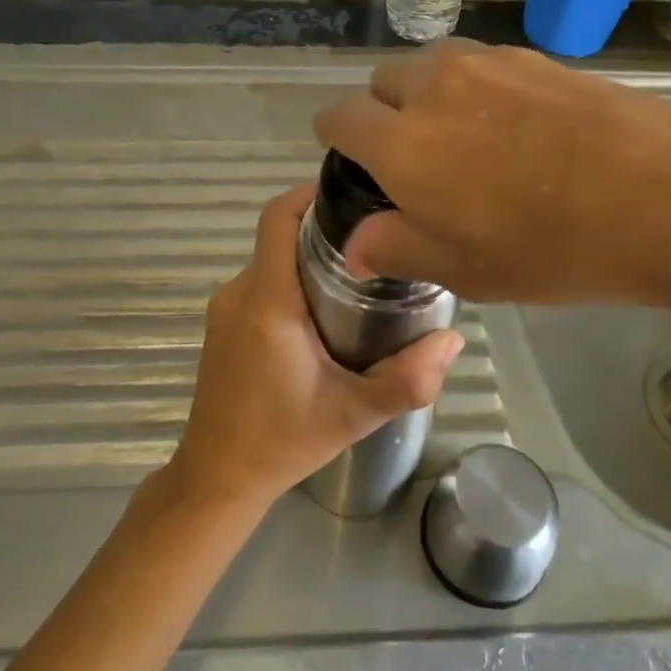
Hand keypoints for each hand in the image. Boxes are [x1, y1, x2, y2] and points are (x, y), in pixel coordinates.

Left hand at [167, 184, 464, 510]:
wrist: (217, 477)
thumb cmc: (282, 441)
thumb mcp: (354, 414)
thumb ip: (407, 380)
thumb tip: (454, 340)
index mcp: (268, 300)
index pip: (277, 217)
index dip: (310, 193)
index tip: (353, 195)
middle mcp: (241, 291)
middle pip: (281, 235)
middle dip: (326, 230)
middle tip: (377, 242)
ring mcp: (227, 307)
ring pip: (273, 260)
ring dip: (311, 259)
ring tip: (362, 277)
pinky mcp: (224, 323)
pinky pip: (262, 282)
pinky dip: (293, 282)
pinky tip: (328, 312)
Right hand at [312, 40, 670, 319]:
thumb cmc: (556, 246)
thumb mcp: (467, 270)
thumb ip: (397, 249)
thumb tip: (355, 245)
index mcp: (400, 142)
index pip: (338, 118)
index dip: (339, 142)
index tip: (360, 168)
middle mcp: (433, 87)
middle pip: (382, 83)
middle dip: (383, 115)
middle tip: (418, 162)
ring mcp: (487, 63)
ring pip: (430, 66)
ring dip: (428, 95)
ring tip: (465, 139)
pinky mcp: (534, 57)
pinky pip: (479, 62)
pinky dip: (475, 87)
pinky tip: (516, 126)